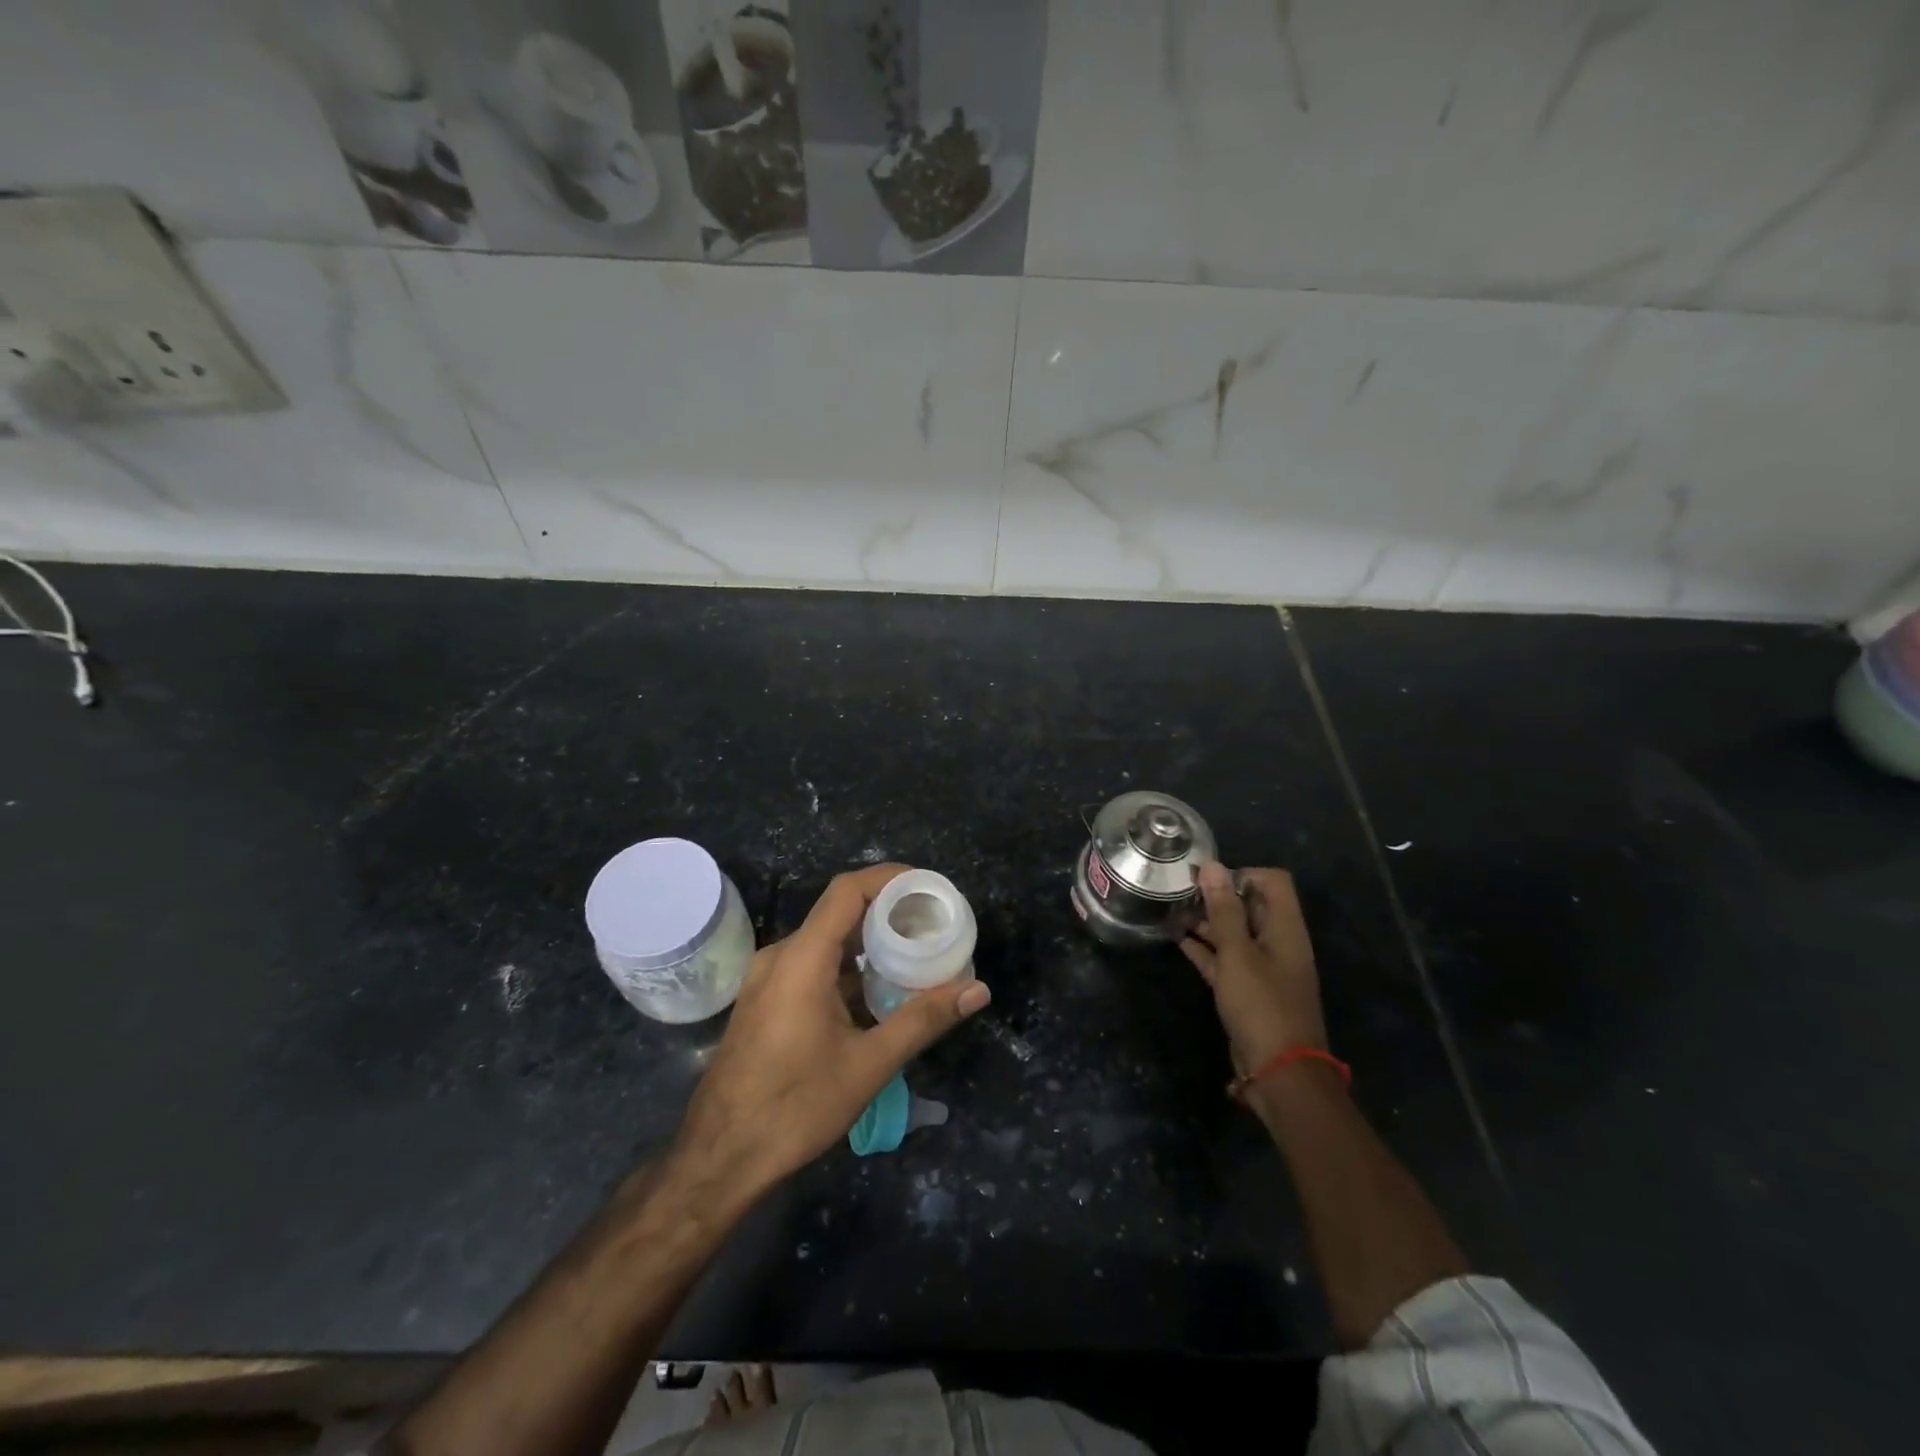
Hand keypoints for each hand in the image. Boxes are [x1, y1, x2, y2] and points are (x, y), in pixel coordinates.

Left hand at [665, 864, 990, 1203]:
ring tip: (914, 956)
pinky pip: (812, 966)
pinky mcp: (766, 1001)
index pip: (848, 890)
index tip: (929, 888)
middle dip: (888, 913)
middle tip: (933, 926)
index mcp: (802, 959)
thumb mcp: (868, 1065)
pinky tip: (877, 994)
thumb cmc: (794, 1107)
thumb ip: (924, 1020)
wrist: (720, 1157)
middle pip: (840, 913)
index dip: (890, 878)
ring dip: (868, 944)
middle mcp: (781, 956)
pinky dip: (847, 968)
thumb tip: (978, 990)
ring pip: (826, 942)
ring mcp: (768, 979)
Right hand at [1181, 863, 1326, 1077]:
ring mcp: (1264, 969)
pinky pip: (1226, 960)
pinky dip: (1206, 949)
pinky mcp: (1248, 991)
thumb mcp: (1238, 953)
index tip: (1208, 880)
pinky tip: (1179, 941)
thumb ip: (1224, 910)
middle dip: (1219, 896)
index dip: (1242, 873)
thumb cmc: (1261, 1005)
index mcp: (1285, 929)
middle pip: (1252, 906)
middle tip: (1182, 892)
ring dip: (1209, 922)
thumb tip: (1212, 865)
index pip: (1273, 882)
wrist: (1279, 1072)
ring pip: (1235, 934)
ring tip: (1174, 912)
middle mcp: (1278, 943)